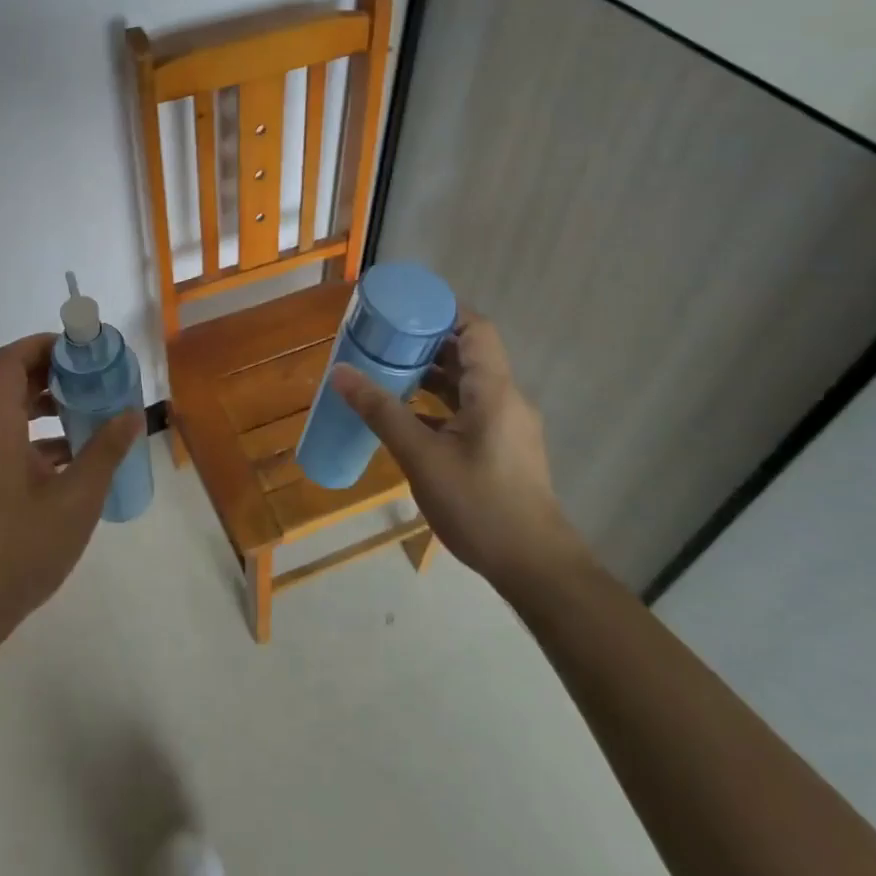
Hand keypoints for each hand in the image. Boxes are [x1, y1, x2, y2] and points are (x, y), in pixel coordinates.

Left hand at [0, 333, 144, 636]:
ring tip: (85, 423)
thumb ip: (105, 451)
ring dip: (42, 413)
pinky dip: (29, 442)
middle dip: (50, 378)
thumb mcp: (77, 499)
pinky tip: (63, 468)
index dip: (42, 345)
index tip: (78, 349)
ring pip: (3, 420)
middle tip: (90, 382)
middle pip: (7, 387)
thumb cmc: (22, 548)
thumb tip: (132, 414)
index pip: (9, 361)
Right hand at [331, 311, 582, 595]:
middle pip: (469, 353)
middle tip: (384, 338)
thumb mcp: (422, 456)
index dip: (443, 310)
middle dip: (427, 341)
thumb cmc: (480, 505)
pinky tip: (408, 416)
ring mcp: (508, 426)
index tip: (403, 308)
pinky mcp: (504, 448)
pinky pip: (469, 409)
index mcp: (494, 391)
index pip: (476, 329)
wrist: (535, 567)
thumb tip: (340, 372)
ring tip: (388, 371)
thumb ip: (381, 412)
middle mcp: (506, 399)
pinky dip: (439, 403)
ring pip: (468, 384)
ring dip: (431, 373)